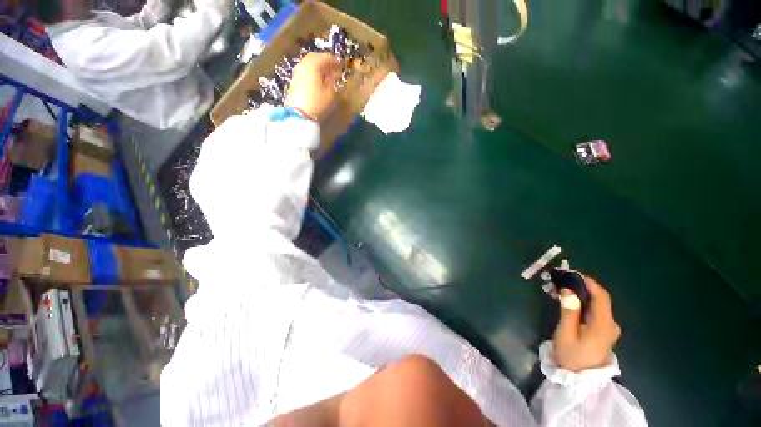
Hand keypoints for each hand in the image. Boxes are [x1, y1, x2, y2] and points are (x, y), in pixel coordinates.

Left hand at [285, 53, 341, 119]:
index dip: (335, 61)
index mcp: (313, 64)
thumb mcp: (330, 94)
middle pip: (315, 58)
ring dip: (318, 67)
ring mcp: (297, 72)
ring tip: (327, 76)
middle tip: (334, 68)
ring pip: (309, 64)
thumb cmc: (317, 103)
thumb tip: (335, 75)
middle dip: (325, 61)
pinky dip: (313, 73)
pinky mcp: (294, 81)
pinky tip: (318, 81)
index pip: (326, 57)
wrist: (298, 115)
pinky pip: (305, 72)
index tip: (342, 66)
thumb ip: (333, 81)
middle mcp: (303, 64)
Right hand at [552, 274, 620, 371]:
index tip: (570, 272)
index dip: (588, 281)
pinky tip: (569, 301)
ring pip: (597, 304)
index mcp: (603, 324)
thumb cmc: (571, 356)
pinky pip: (595, 311)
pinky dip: (582, 302)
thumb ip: (569, 312)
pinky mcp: (603, 331)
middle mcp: (610, 324)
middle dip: (581, 285)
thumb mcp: (566, 334)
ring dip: (580, 293)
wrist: (580, 379)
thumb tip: (568, 290)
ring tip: (560, 288)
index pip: (601, 296)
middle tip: (560, 279)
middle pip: (599, 298)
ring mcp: (608, 328)